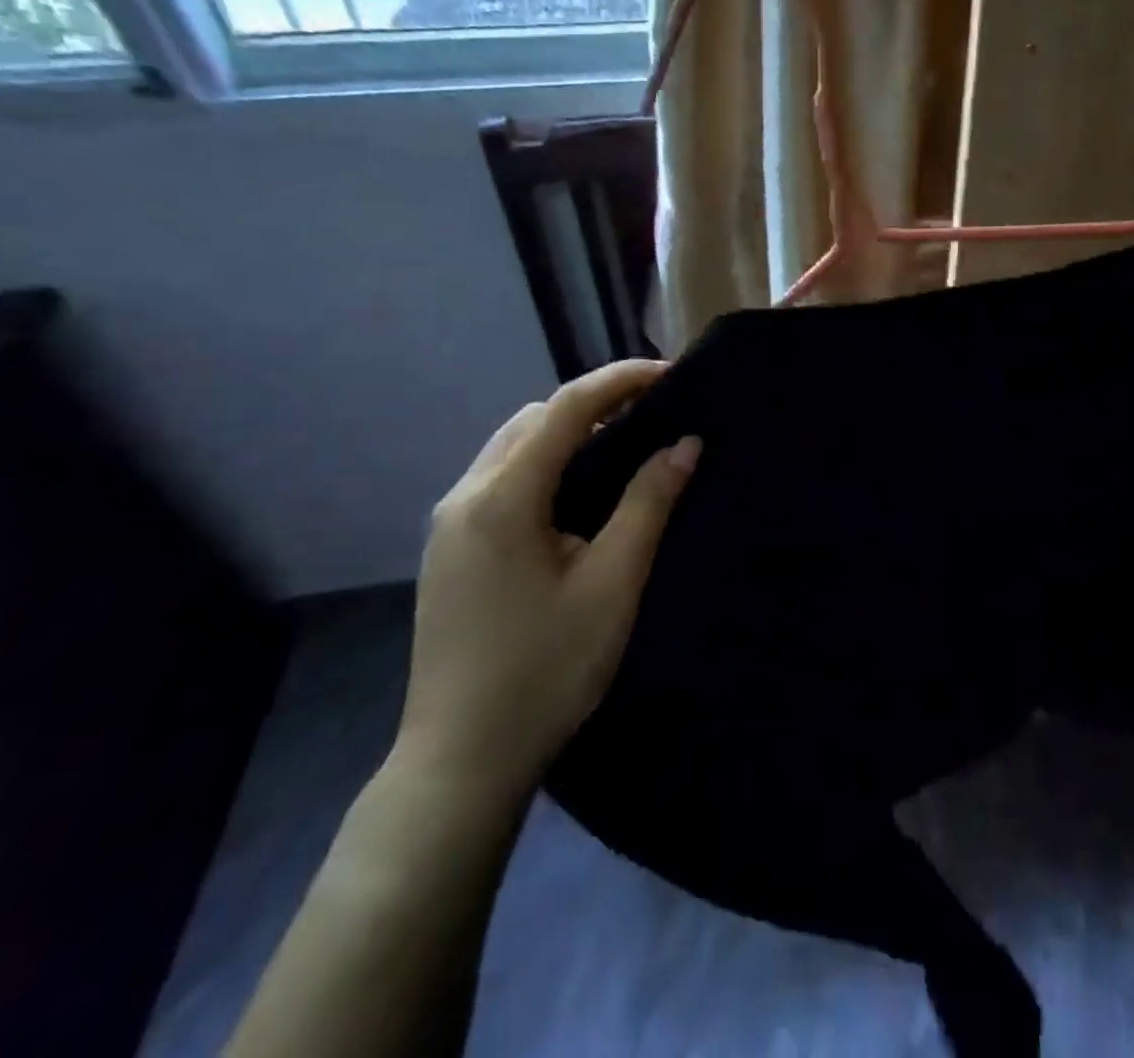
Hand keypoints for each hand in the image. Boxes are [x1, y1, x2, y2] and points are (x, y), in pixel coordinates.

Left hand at [394, 360, 699, 798]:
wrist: (462, 761)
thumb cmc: (547, 670)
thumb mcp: (613, 583)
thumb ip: (648, 503)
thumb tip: (685, 443)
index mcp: (502, 497)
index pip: (566, 408)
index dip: (620, 380)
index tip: (670, 373)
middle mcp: (465, 496)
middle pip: (534, 419)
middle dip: (593, 403)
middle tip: (652, 414)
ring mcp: (448, 524)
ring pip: (512, 447)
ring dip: (566, 434)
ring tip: (623, 449)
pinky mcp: (449, 550)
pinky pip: (500, 479)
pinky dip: (544, 464)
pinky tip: (578, 496)